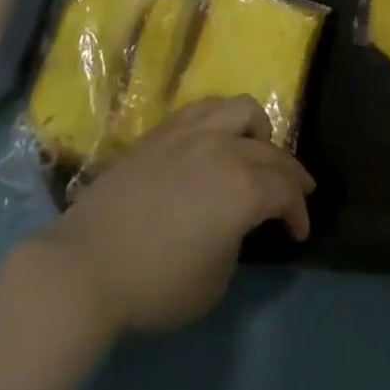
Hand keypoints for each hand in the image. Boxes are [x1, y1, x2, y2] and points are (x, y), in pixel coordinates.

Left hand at [40, 96, 314, 334]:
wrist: (90, 260)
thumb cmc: (156, 282)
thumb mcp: (214, 280)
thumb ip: (236, 239)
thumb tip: (234, 220)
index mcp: (243, 186)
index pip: (284, 191)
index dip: (298, 212)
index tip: (299, 231)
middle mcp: (225, 147)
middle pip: (270, 150)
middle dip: (289, 173)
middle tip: (297, 192)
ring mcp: (193, 130)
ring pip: (242, 109)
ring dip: (259, 131)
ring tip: (258, 149)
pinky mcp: (165, 128)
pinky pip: (207, 107)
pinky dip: (224, 120)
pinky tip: (218, 138)